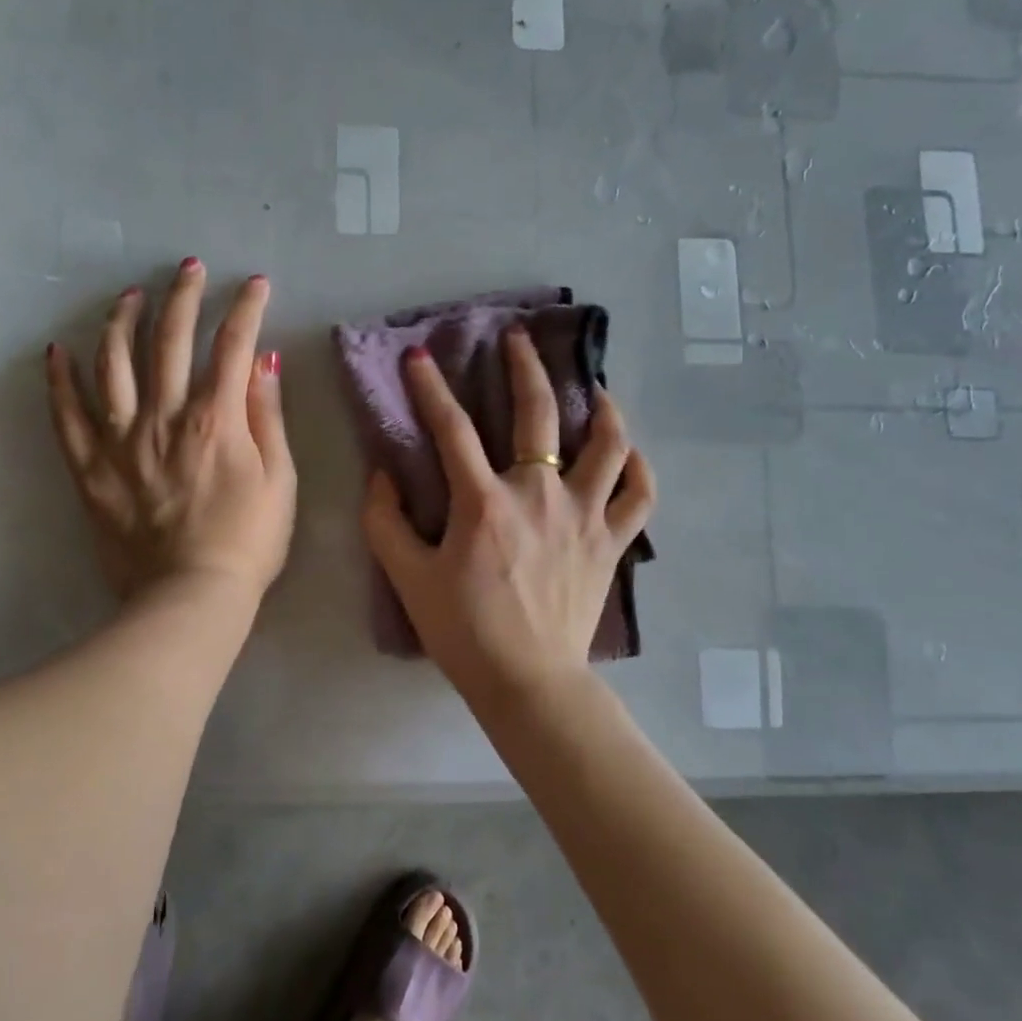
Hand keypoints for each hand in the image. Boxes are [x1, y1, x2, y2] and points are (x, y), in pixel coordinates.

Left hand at [47, 258, 295, 606]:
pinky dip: (60, 379)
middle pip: (171, 340)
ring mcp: (122, 440)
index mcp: (217, 419)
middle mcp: (166, 416)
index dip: (246, 308)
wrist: (191, 599)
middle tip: (189, 268)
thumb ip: (267, 416)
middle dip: (183, 296)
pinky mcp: (91, 468)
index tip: (254, 283)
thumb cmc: (249, 542)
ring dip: (121, 321)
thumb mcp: (280, 479)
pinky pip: (67, 415)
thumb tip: (263, 360)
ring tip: (129, 296)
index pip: (233, 345)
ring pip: (114, 363)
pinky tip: (58, 350)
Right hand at [361, 325, 655, 697]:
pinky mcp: (612, 541)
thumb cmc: (464, 631)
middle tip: (518, 338)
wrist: (527, 682)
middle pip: (539, 414)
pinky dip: (638, 468)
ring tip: (593, 387)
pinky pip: (639, 495)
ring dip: (602, 407)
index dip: (430, 388)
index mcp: (485, 503)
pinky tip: (627, 452)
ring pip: (608, 444)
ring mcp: (585, 516)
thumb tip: (381, 473)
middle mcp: (540, 495)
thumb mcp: (408, 578)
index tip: (419, 357)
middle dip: (525, 367)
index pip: (451, 428)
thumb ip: (384, 521)